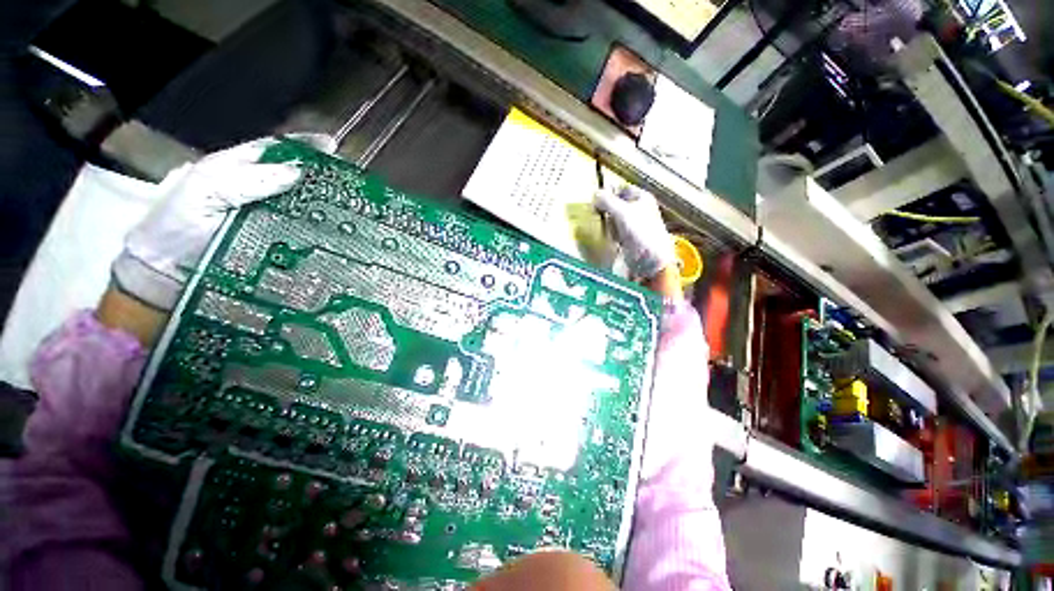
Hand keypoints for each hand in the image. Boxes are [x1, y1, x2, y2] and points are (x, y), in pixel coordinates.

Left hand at [111, 134, 331, 309]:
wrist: (165, 271)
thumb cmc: (176, 224)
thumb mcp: (204, 190)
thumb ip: (246, 179)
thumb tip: (297, 172)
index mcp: (237, 169)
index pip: (275, 150)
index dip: (303, 145)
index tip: (332, 146)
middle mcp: (257, 192)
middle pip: (295, 178)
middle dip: (322, 177)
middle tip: (349, 181)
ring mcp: (267, 218)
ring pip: (302, 207)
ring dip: (325, 206)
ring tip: (351, 207)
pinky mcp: (275, 244)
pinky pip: (301, 234)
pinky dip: (319, 233)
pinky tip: (336, 234)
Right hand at [594, 185, 675, 282]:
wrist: (649, 262)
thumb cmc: (641, 234)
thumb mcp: (622, 213)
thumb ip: (608, 201)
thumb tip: (595, 194)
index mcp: (642, 198)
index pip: (621, 189)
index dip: (609, 193)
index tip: (597, 200)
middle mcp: (638, 210)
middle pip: (615, 205)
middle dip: (606, 211)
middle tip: (602, 216)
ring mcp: (633, 225)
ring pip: (613, 219)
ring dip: (608, 224)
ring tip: (612, 231)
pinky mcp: (628, 238)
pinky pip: (614, 232)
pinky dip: (611, 234)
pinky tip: (613, 239)